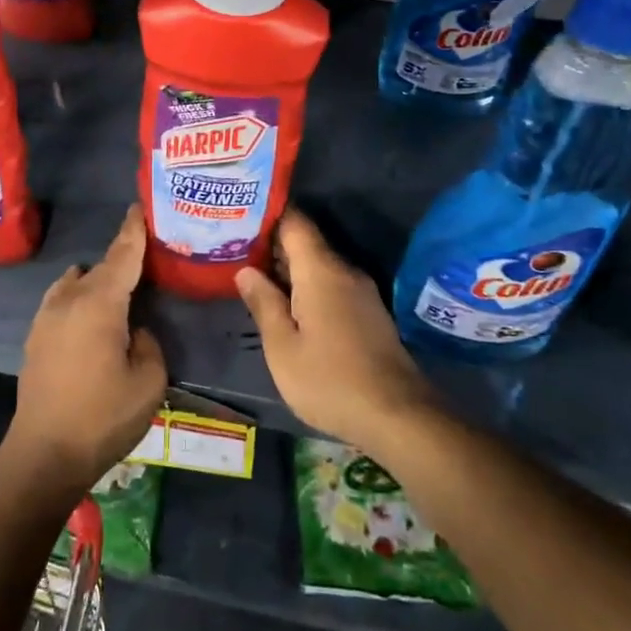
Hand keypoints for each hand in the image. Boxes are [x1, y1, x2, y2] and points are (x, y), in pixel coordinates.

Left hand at [6, 206, 167, 495]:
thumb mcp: (149, 381)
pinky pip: (62, 302)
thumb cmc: (103, 416)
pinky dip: (80, 300)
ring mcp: (46, 317)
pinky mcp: (35, 337)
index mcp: (100, 303)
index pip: (122, 254)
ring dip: (96, 281)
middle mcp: (69, 299)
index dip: (133, 229)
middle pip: (100, 267)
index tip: (139, 206)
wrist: (44, 454)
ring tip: (118, 294)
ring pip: (76, 283)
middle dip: (121, 259)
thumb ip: (148, 343)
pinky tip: (92, 321)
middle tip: (145, 262)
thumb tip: (134, 331)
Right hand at [236, 209, 437, 459]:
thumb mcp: (283, 347)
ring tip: (251, 272)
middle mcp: (344, 271)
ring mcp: (360, 291)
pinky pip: (330, 284)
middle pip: (305, 242)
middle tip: (233, 246)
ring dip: (287, 267)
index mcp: (320, 271)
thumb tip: (245, 270)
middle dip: (271, 243)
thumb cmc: (330, 380)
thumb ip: (263, 303)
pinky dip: (305, 285)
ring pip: (317, 265)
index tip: (239, 215)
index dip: (267, 214)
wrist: (398, 416)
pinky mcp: (368, 312)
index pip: (294, 222)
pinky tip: (285, 302)